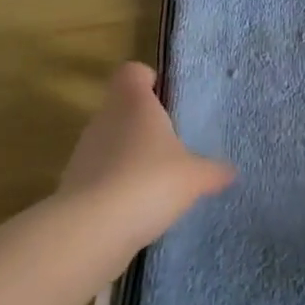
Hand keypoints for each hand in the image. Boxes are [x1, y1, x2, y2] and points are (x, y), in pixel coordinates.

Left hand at [58, 63, 234, 268]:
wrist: (90, 232)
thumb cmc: (148, 182)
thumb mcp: (194, 176)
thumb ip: (213, 171)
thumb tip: (231, 171)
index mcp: (133, 101)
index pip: (133, 72)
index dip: (150, 80)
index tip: (169, 100)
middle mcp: (104, 118)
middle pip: (124, 108)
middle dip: (145, 125)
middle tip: (173, 145)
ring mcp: (84, 152)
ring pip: (111, 142)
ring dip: (130, 157)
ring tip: (158, 181)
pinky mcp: (73, 186)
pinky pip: (100, 176)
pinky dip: (116, 187)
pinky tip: (138, 209)